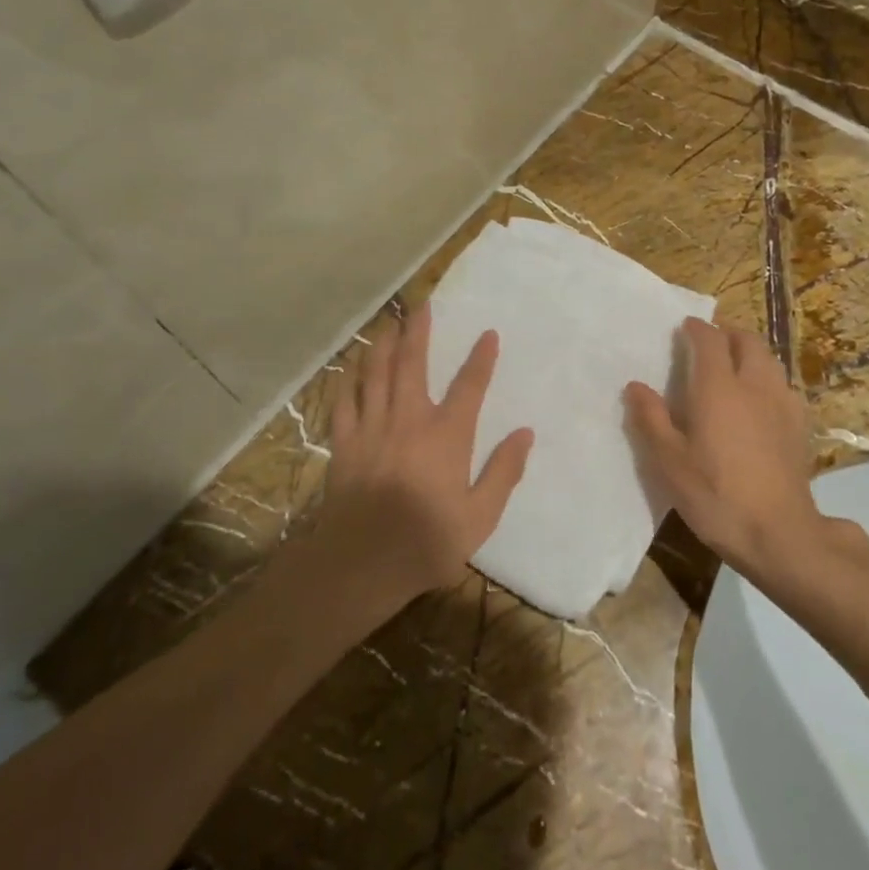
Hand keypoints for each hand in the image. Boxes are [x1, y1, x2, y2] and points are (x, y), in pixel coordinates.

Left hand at [320, 304, 533, 597]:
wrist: (361, 564)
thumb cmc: (427, 542)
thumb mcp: (480, 517)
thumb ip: (504, 472)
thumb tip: (524, 433)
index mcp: (447, 436)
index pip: (469, 386)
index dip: (481, 358)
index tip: (488, 334)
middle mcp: (409, 420)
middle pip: (412, 365)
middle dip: (419, 332)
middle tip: (422, 305)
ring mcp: (372, 429)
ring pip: (376, 374)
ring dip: (385, 344)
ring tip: (390, 323)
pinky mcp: (344, 443)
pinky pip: (345, 401)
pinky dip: (349, 378)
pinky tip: (352, 365)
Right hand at [623, 318, 825, 579]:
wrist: (779, 533)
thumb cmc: (715, 495)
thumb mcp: (669, 462)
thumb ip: (651, 419)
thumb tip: (635, 386)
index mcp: (719, 388)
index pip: (710, 340)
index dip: (697, 328)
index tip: (684, 327)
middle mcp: (755, 385)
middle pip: (747, 341)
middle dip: (728, 334)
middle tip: (710, 342)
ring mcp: (783, 404)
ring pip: (770, 361)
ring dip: (750, 353)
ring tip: (734, 367)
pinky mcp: (800, 426)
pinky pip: (784, 386)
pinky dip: (768, 379)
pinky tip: (760, 402)